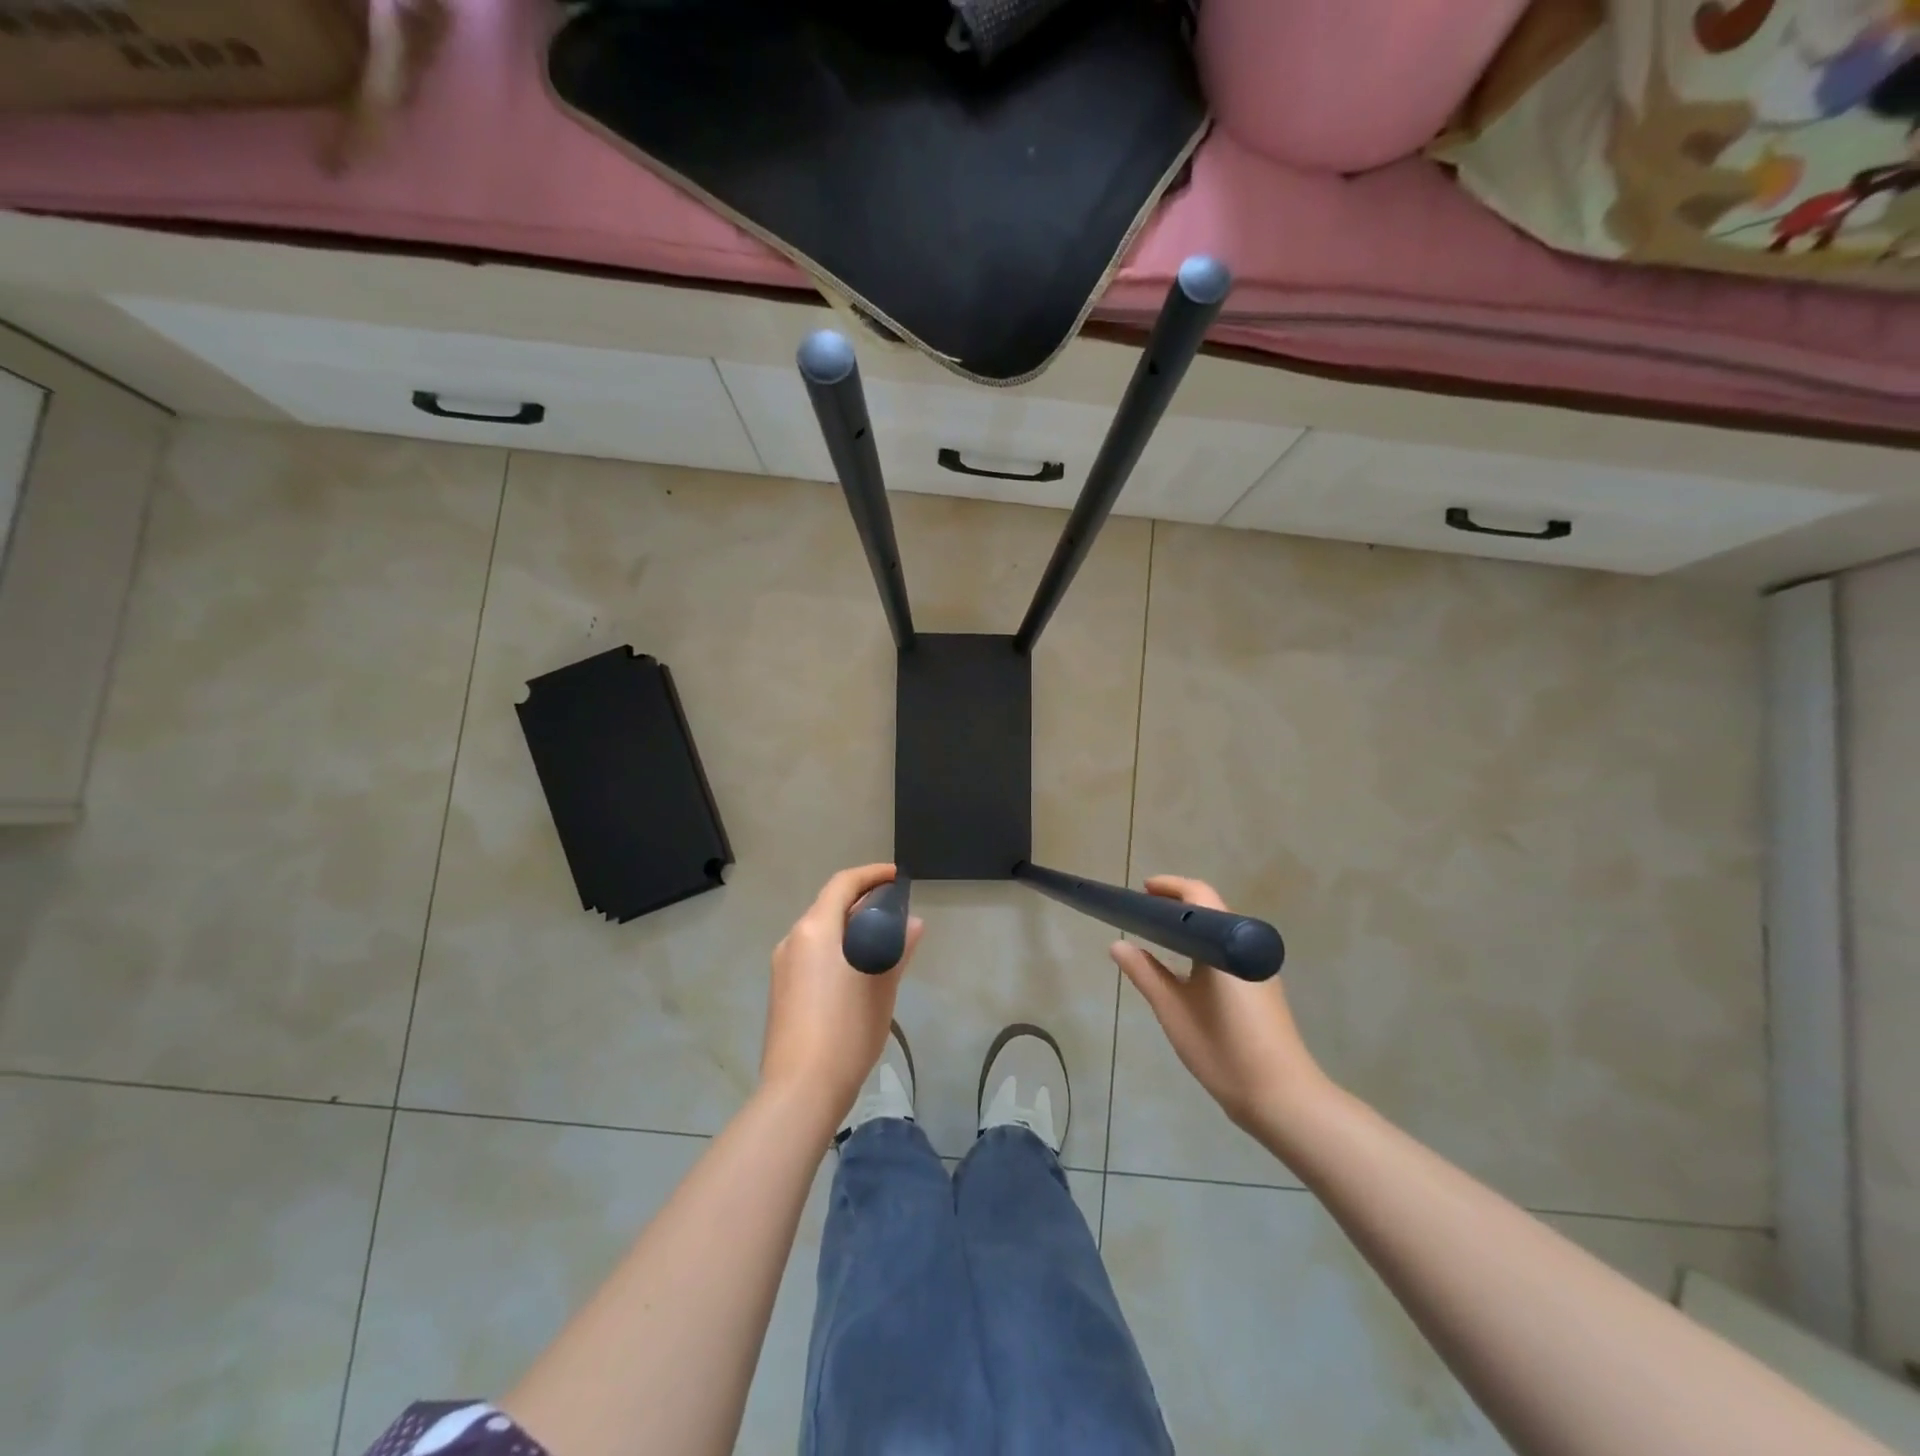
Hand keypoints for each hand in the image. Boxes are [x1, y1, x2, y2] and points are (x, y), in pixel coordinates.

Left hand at [760, 864, 923, 1127]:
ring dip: (849, 927)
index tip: (897, 877)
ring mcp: (783, 967)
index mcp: (815, 929)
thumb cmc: (846, 1030)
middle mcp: (793, 940)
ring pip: (820, 932)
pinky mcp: (781, 990)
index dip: (871, 875)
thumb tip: (913, 924)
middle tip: (896, 910)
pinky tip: (858, 970)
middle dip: (862, 902)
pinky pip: (812, 954)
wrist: (800, 1089)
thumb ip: (896, 949)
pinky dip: (836, 949)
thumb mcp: (882, 987)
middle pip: (829, 906)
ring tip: (882, 941)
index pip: (843, 884)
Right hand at [1109, 875, 1326, 1136]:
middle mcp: (1247, 947)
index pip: (1198, 895)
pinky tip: (1183, 969)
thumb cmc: (1223, 1049)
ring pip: (1220, 932)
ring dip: (1190, 927)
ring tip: (1155, 938)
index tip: (1141, 891)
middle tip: (1141, 914)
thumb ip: (1144, 973)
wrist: (1283, 1098)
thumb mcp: (1173, 1010)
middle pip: (1211, 910)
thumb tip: (1117, 944)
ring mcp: (1258, 969)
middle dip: (1176, 905)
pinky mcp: (1262, 989)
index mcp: (1226, 943)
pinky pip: (1228, 952)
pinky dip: (1203, 947)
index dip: (1169, 887)